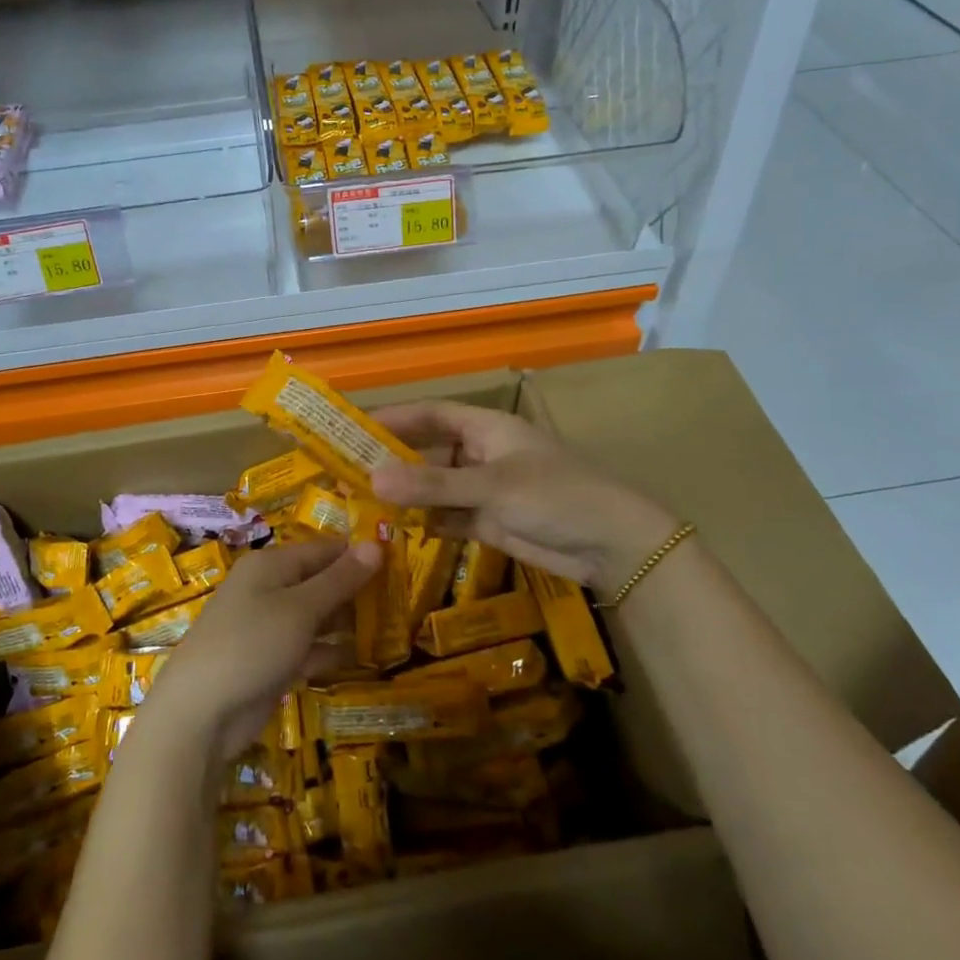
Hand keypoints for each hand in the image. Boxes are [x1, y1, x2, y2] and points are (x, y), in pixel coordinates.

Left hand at [144, 538, 380, 762]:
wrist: (200, 712)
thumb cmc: (252, 644)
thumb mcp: (301, 608)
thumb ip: (340, 579)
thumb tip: (376, 543)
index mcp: (271, 564)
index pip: (323, 549)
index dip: (357, 556)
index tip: (398, 566)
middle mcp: (268, 588)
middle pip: (319, 581)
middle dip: (355, 591)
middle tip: (400, 601)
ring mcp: (267, 626)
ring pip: (315, 616)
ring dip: (346, 623)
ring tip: (390, 629)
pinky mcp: (269, 661)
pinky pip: (306, 647)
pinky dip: (329, 651)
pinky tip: (360, 659)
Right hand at [370, 400, 677, 592]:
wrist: (613, 545)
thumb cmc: (556, 496)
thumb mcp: (492, 487)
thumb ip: (433, 485)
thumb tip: (371, 477)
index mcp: (485, 428)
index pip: (430, 414)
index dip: (393, 419)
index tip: (352, 430)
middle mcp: (480, 453)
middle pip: (427, 452)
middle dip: (392, 462)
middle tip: (346, 474)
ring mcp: (485, 489)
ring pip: (435, 487)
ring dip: (406, 495)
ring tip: (360, 505)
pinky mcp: (490, 521)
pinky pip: (448, 516)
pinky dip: (426, 522)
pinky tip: (397, 529)